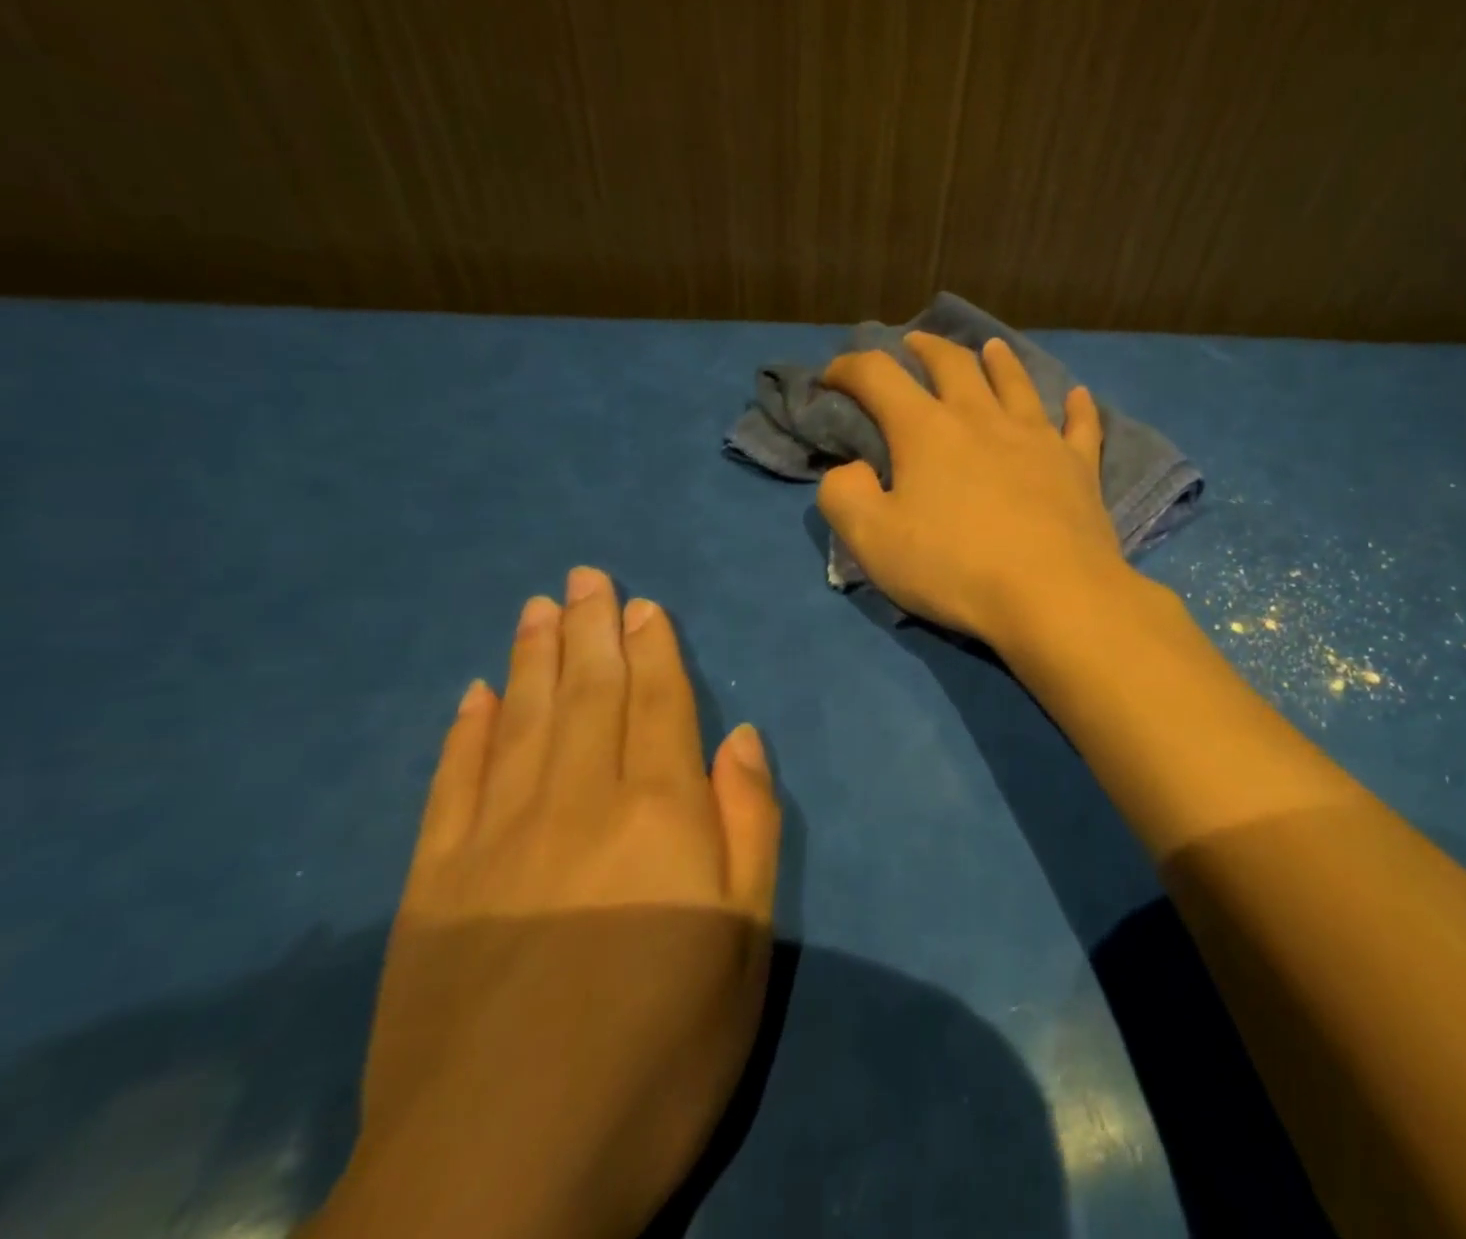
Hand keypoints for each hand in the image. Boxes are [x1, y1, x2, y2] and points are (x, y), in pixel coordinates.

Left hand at [306, 568, 780, 1238]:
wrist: (497, 1183)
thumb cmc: (658, 1052)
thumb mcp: (745, 942)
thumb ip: (748, 826)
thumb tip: (740, 737)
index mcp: (659, 812)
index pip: (658, 702)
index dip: (654, 647)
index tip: (643, 603)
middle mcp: (576, 801)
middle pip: (587, 692)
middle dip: (591, 628)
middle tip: (586, 575)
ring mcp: (494, 840)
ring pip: (520, 720)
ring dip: (532, 658)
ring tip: (539, 607)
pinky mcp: (430, 887)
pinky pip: (451, 783)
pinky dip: (464, 733)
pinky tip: (473, 696)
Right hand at [818, 332, 1130, 646]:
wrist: (1052, 594)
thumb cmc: (955, 568)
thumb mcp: (872, 541)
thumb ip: (843, 495)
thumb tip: (848, 468)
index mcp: (927, 431)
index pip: (878, 377)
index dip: (850, 368)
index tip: (833, 375)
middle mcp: (983, 419)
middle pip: (953, 364)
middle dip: (927, 348)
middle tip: (914, 343)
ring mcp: (1037, 438)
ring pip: (1016, 383)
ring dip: (1000, 361)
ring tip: (991, 347)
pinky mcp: (1078, 466)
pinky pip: (1081, 425)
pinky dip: (1078, 408)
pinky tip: (1080, 396)